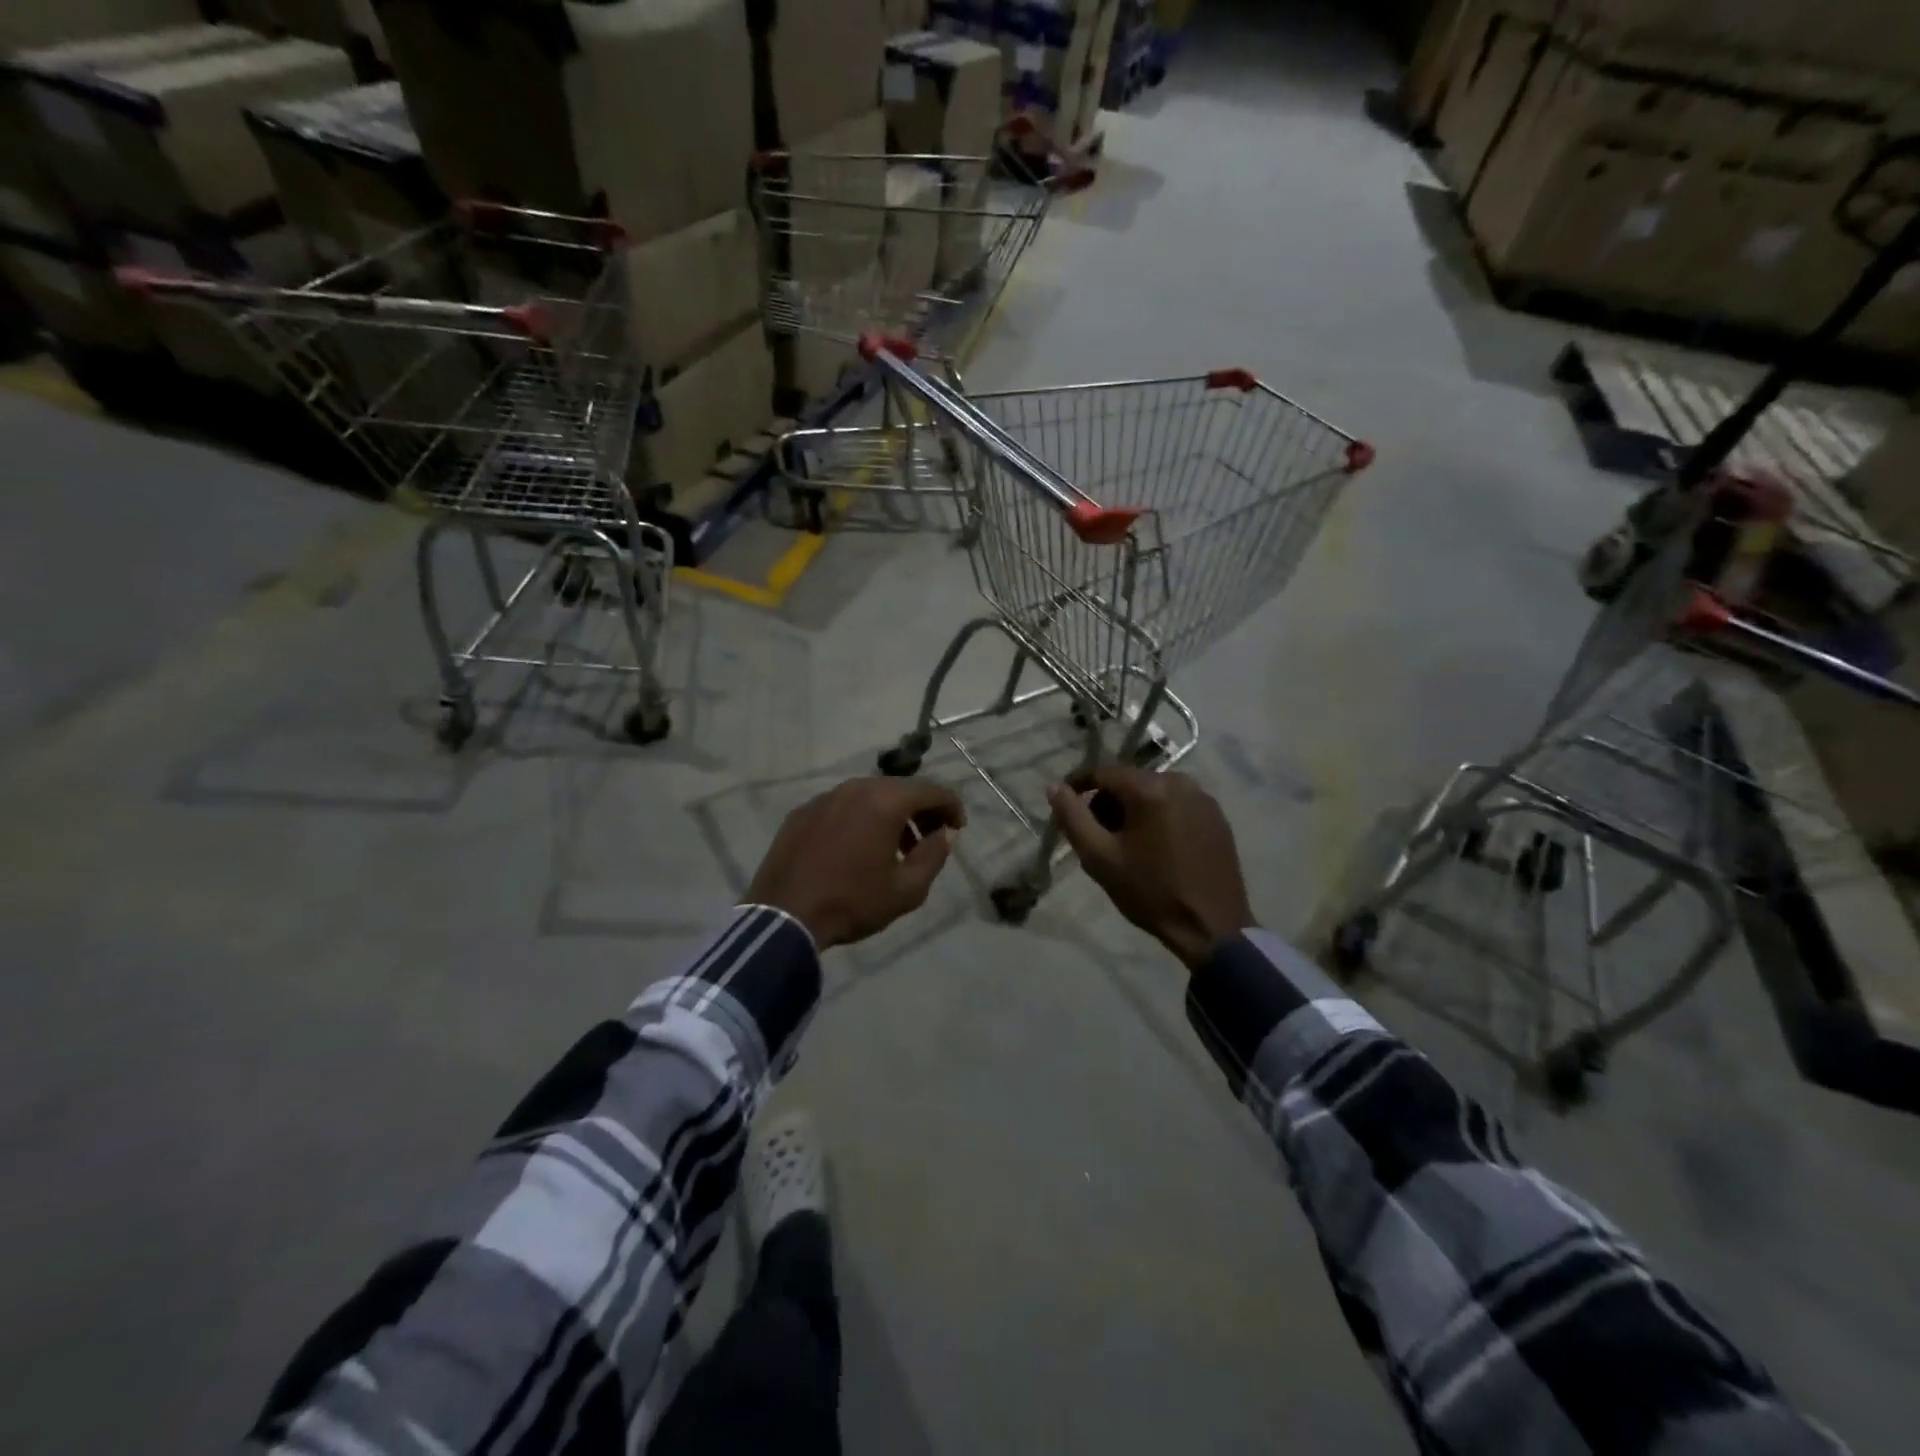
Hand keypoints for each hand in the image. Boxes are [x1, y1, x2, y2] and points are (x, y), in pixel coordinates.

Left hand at [747, 778, 966, 949]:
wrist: (783, 916)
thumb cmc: (852, 902)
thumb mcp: (907, 889)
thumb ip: (934, 855)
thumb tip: (945, 833)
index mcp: (885, 801)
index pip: (932, 790)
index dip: (951, 806)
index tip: (958, 828)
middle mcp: (855, 788)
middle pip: (900, 789)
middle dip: (921, 810)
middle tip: (930, 839)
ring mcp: (825, 797)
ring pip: (869, 795)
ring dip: (890, 815)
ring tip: (895, 849)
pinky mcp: (802, 812)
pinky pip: (842, 807)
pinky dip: (860, 819)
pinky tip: (856, 849)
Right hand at [1047, 768, 1253, 969]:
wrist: (1211, 927)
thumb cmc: (1150, 891)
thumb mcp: (1100, 857)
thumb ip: (1072, 817)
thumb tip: (1054, 787)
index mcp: (1150, 788)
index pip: (1103, 773)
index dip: (1079, 786)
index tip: (1065, 807)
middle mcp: (1180, 782)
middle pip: (1130, 782)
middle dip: (1108, 803)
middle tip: (1097, 837)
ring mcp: (1203, 799)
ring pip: (1154, 793)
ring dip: (1134, 811)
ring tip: (1127, 846)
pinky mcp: (1217, 817)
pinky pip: (1177, 805)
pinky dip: (1159, 817)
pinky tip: (1156, 848)